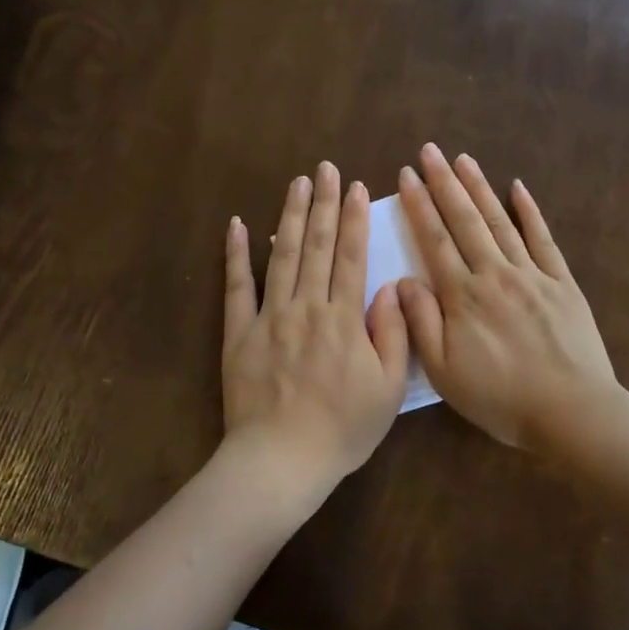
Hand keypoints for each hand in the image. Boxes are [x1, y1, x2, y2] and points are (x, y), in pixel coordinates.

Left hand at [222, 161, 409, 494]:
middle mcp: (306, 307)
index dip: (354, 219)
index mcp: (344, 319)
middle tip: (324, 168)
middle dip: (322, 203)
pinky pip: (236, 286)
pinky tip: (239, 224)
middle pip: (317, 246)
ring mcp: (268, 317)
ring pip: (282, 256)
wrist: (281, 460)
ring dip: (290, 216)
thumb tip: (391, 286)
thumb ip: (392, 333)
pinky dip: (236, 254)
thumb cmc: (343, 429)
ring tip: (296, 183)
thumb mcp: (387, 389)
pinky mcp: (238, 333)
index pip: (352, 257)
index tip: (355, 187)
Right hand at [395, 143, 616, 452]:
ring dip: (480, 188)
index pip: (435, 241)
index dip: (419, 206)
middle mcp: (495, 274)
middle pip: (465, 220)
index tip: (406, 176)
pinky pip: (543, 239)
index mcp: (463, 297)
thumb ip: (421, 323)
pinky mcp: (562, 282)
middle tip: (429, 151)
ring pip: (500, 221)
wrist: (571, 411)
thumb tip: (402, 281)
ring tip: (463, 159)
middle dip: (444, 183)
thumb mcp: (445, 372)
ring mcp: (532, 274)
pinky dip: (530, 211)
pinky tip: (518, 187)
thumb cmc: (500, 398)